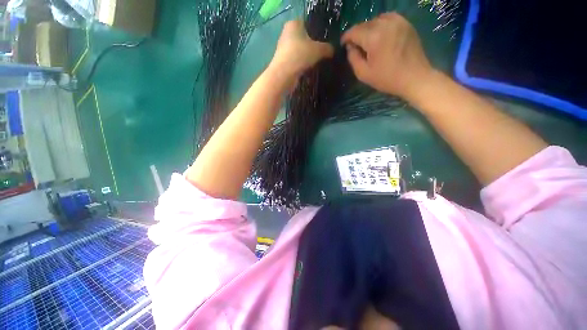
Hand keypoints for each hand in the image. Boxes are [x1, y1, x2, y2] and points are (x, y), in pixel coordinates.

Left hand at [270, 21, 333, 80]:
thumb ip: (327, 48)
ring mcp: (284, 49)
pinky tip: (309, 70)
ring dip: (307, 57)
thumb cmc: (300, 55)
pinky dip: (302, 65)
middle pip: (304, 39)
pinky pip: (296, 61)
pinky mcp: (283, 62)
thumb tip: (333, 50)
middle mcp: (287, 34)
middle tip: (323, 53)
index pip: (308, 24)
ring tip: (317, 63)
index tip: (326, 41)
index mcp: (294, 24)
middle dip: (313, 46)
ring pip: (300, 51)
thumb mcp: (318, 49)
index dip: (318, 32)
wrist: (284, 75)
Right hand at [341, 13, 433, 99]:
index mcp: (373, 38)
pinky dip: (381, 24)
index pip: (354, 31)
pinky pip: (388, 17)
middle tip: (355, 46)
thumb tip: (350, 47)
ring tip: (368, 40)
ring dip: (369, 29)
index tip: (343, 44)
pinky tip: (380, 34)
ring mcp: (397, 21)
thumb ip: (353, 58)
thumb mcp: (363, 74)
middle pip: (364, 24)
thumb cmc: (387, 78)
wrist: (414, 77)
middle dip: (357, 34)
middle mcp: (385, 24)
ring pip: (376, 19)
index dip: (346, 37)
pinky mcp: (406, 23)